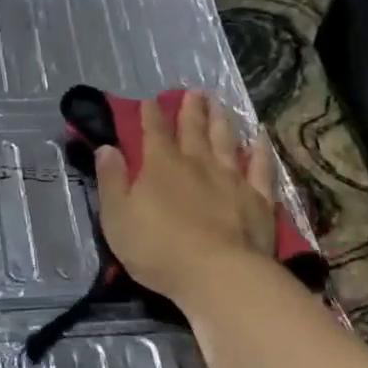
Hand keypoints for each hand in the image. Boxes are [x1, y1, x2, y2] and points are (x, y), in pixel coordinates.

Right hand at [93, 90, 278, 308]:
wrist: (217, 274)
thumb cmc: (157, 249)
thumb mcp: (117, 217)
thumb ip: (111, 180)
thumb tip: (107, 148)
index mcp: (160, 167)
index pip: (153, 132)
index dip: (150, 115)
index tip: (149, 101)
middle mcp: (197, 164)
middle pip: (193, 130)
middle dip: (190, 110)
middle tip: (193, 92)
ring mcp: (231, 179)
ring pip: (226, 141)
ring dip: (221, 121)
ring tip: (219, 104)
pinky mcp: (258, 199)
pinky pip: (260, 167)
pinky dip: (260, 150)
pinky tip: (260, 138)